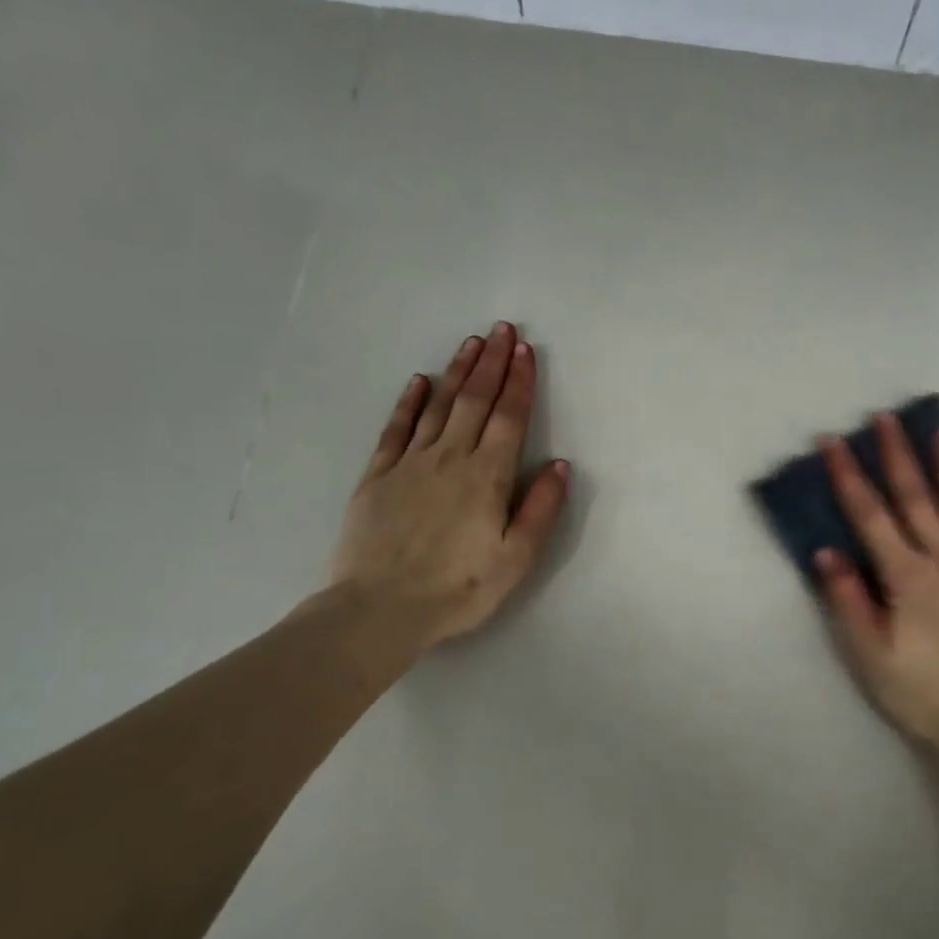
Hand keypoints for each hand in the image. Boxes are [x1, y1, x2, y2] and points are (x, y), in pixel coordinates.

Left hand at [326, 321, 568, 656]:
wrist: (379, 610)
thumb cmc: (458, 589)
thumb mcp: (516, 559)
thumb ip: (540, 509)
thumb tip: (560, 465)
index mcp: (488, 478)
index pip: (509, 418)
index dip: (519, 382)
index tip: (525, 350)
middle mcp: (450, 459)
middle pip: (475, 402)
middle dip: (491, 363)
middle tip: (502, 329)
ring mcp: (410, 465)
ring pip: (439, 407)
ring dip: (458, 373)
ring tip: (471, 344)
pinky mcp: (378, 477)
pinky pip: (396, 429)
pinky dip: (409, 402)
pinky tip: (419, 383)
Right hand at [816, 416, 938, 774]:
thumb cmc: (928, 697)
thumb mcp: (872, 659)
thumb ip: (849, 602)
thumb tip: (827, 552)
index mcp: (907, 578)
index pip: (870, 517)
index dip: (849, 476)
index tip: (834, 441)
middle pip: (917, 500)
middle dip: (898, 456)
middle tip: (887, 417)